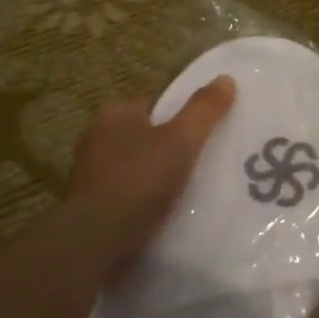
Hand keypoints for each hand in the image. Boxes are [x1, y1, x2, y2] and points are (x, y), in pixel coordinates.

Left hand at [66, 76, 236, 267]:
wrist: (99, 239)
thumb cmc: (140, 179)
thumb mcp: (181, 139)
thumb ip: (204, 110)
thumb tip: (226, 78)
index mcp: (114, 115)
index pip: (153, 104)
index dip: (180, 114)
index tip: (206, 130)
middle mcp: (97, 139)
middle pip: (146, 136)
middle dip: (170, 147)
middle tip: (205, 160)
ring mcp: (92, 175)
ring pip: (138, 168)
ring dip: (159, 177)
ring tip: (193, 189)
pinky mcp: (94, 207)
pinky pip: (130, 196)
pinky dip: (148, 201)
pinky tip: (170, 212)